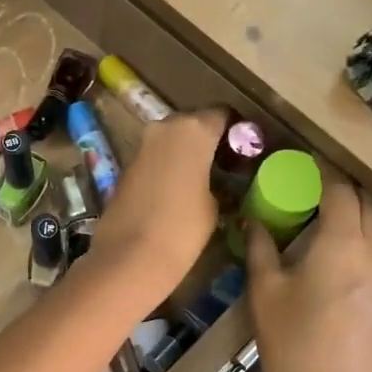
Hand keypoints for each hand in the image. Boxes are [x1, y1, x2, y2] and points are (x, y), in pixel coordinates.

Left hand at [88, 108, 224, 303]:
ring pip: (172, 140)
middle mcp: (164, 126)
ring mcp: (141, 145)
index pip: (222, 115)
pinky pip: (156, 157)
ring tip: (206, 181)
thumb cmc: (183, 229)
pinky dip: (169, 166)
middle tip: (226, 167)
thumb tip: (219, 182)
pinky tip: (180, 190)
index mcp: (193, 129)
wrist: (129, 257)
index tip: (245, 152)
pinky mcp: (126, 165)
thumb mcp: (216, 206)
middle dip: (209, 141)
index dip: (236, 131)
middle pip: (194, 124)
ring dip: (187, 154)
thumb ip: (220, 182)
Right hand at [245, 165, 371, 371]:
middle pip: (371, 203)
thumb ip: (260, 246)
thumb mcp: (264, 290)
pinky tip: (368, 241)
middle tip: (322, 183)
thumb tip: (252, 216)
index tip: (307, 161)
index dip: (325, 171)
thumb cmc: (289, 342)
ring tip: (351, 208)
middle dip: (348, 186)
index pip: (341, 190)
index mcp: (342, 243)